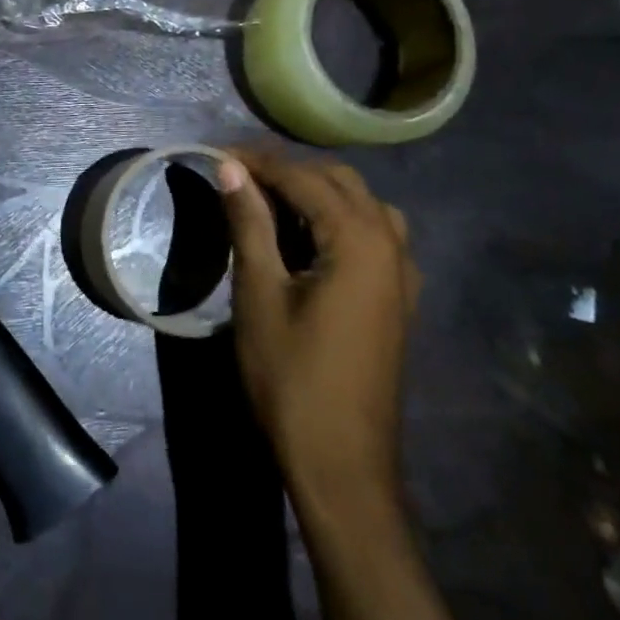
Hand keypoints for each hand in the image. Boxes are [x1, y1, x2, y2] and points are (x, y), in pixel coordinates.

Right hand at [218, 149, 420, 502]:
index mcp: (360, 240)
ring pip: (363, 205)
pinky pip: (376, 235)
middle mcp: (391, 245)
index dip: (258, 162)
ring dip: (318, 192)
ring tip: (272, 202)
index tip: (218, 156)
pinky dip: (341, 220)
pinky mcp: (398, 299)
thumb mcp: (259, 294)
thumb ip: (249, 223)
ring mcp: (402, 274)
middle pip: (340, 181)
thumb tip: (231, 169)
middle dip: (289, 171)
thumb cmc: (292, 377)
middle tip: (239, 178)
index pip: (304, 178)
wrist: (341, 463)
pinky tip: (310, 239)